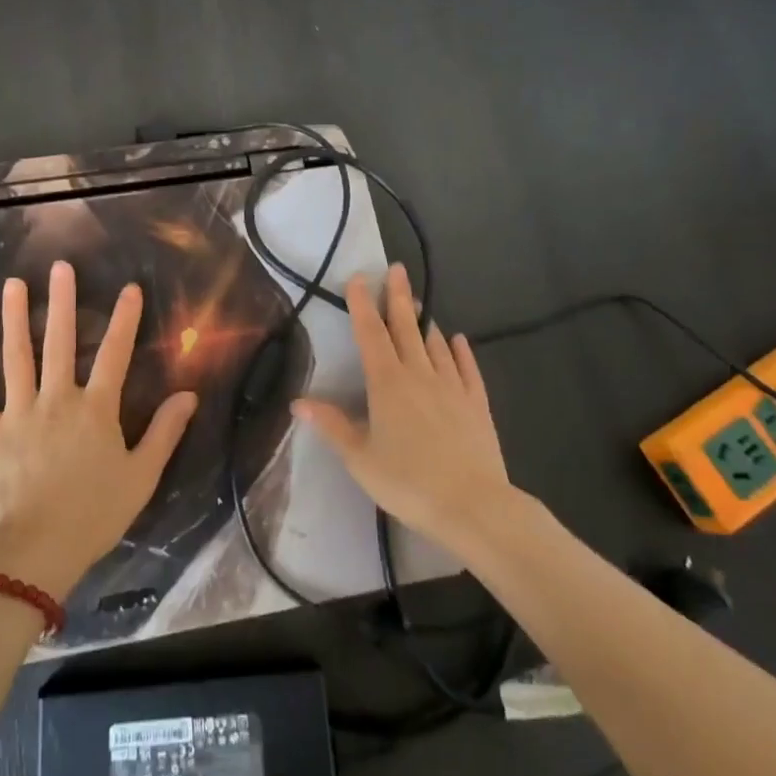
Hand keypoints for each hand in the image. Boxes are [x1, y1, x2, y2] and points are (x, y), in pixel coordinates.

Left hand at [0, 261, 197, 601]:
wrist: (39, 549)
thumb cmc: (95, 513)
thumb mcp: (141, 475)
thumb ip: (164, 432)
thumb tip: (188, 395)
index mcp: (95, 409)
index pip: (114, 354)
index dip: (124, 320)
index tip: (129, 289)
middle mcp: (56, 399)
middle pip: (60, 342)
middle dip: (61, 302)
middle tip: (60, 267)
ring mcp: (18, 413)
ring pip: (16, 358)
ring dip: (14, 319)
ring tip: (12, 285)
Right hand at [293, 264, 515, 548]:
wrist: (473, 505)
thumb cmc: (408, 482)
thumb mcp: (360, 458)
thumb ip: (332, 425)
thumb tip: (298, 401)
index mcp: (387, 383)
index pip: (370, 334)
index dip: (362, 304)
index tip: (358, 277)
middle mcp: (419, 375)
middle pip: (406, 328)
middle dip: (398, 297)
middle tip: (397, 269)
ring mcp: (452, 387)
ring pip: (436, 345)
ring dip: (424, 322)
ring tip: (418, 304)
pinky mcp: (477, 404)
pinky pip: (467, 369)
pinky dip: (461, 351)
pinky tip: (458, 340)